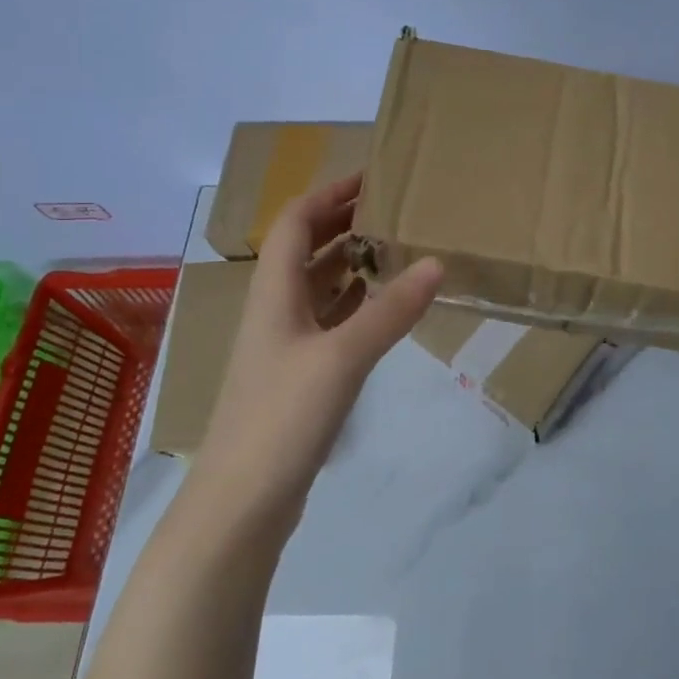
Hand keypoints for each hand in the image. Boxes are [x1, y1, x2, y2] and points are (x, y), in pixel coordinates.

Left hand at [187, 173, 441, 516]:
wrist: (241, 502)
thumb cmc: (281, 418)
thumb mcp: (342, 358)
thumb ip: (390, 311)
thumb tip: (436, 263)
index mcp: (273, 294)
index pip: (296, 222)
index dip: (329, 193)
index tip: (372, 176)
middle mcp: (275, 311)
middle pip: (303, 249)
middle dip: (342, 221)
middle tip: (392, 207)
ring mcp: (285, 345)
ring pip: (317, 286)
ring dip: (349, 261)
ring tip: (395, 246)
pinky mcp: (298, 375)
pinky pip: (328, 320)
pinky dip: (354, 302)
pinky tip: (381, 303)